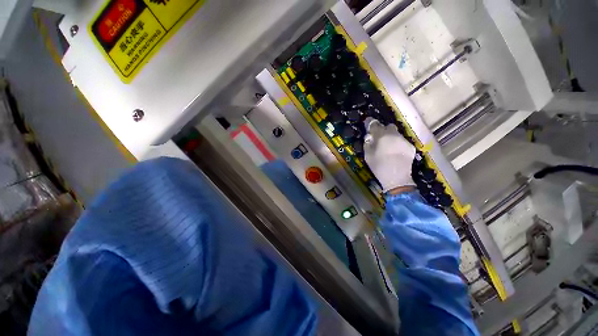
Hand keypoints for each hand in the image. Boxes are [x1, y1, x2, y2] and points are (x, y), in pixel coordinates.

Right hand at [363, 118, 415, 191]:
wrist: (396, 177)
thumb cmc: (378, 166)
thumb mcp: (367, 155)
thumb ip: (367, 143)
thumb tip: (369, 136)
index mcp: (381, 136)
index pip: (374, 124)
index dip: (370, 122)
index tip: (368, 123)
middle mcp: (393, 134)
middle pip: (388, 126)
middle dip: (383, 130)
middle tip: (379, 138)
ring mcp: (403, 140)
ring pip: (396, 134)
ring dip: (391, 137)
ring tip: (388, 147)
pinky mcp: (410, 146)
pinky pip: (402, 141)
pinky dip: (398, 144)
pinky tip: (396, 153)